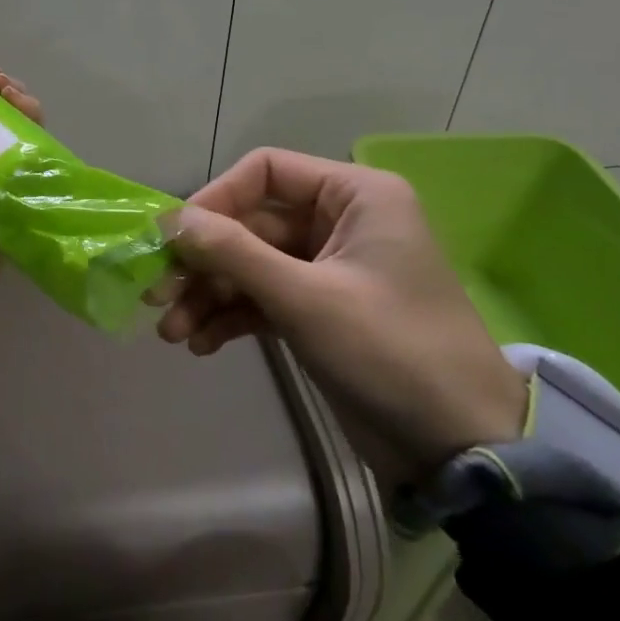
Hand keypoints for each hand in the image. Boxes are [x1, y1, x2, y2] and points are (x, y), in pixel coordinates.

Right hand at [155, 148, 525, 491]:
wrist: (460, 449)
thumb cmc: (390, 352)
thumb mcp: (305, 298)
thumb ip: (233, 253)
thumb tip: (169, 220)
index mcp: (354, 196)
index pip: (266, 171)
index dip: (215, 199)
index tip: (175, 239)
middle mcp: (341, 221)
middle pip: (251, 222)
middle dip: (205, 262)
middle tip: (159, 296)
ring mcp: (329, 267)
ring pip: (252, 263)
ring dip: (210, 294)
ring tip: (173, 333)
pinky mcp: (322, 309)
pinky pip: (265, 297)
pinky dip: (233, 316)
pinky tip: (202, 344)